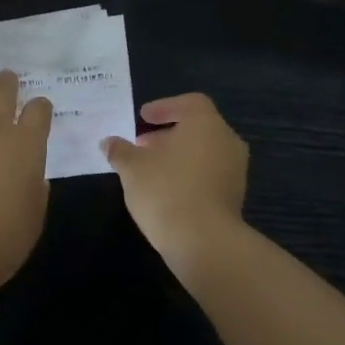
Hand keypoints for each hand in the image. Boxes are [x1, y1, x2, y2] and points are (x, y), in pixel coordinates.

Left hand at [0, 71, 51, 292]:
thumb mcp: (34, 215)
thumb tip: (32, 176)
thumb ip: (36, 189)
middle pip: (3, 93)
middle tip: (7, 77)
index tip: (40, 108)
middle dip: (7, 83)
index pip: (39, 111)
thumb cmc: (3, 238)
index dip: (41, 107)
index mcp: (28, 145)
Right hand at [103, 93, 248, 265]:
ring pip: (204, 152)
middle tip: (142, 144)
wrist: (204, 241)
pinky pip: (210, 174)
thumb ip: (120, 151)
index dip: (164, 107)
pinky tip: (167, 190)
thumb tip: (109, 142)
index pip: (189, 103)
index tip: (143, 117)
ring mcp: (235, 169)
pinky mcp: (235, 195)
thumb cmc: (166, 191)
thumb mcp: (132, 168)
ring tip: (150, 169)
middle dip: (168, 134)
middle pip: (197, 128)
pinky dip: (190, 174)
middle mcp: (226, 140)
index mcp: (205, 123)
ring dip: (179, 155)